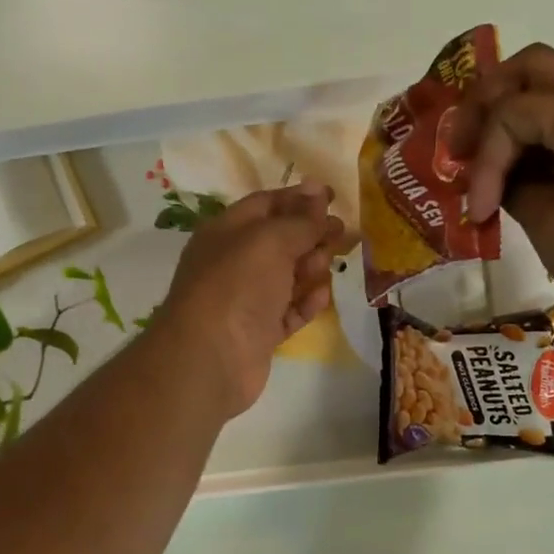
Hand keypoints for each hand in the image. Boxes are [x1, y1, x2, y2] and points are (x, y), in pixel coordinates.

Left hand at [153, 182, 345, 416]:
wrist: (211, 357)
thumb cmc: (237, 286)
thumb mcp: (270, 241)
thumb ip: (300, 220)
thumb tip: (318, 195)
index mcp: (226, 232)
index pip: (265, 204)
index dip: (299, 198)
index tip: (333, 197)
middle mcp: (234, 263)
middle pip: (279, 241)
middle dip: (311, 234)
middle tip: (342, 233)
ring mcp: (246, 301)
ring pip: (286, 277)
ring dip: (311, 267)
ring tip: (328, 264)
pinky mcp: (259, 334)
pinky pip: (288, 312)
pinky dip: (306, 303)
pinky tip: (323, 296)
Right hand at [448, 43, 553, 339]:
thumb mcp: (553, 227)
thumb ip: (514, 188)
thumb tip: (499, 179)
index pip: (512, 110)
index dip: (481, 159)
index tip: (475, 211)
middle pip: (535, 68)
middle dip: (488, 102)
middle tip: (461, 146)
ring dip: (515, 116)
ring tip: (485, 162)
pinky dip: (542, 135)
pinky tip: (522, 172)